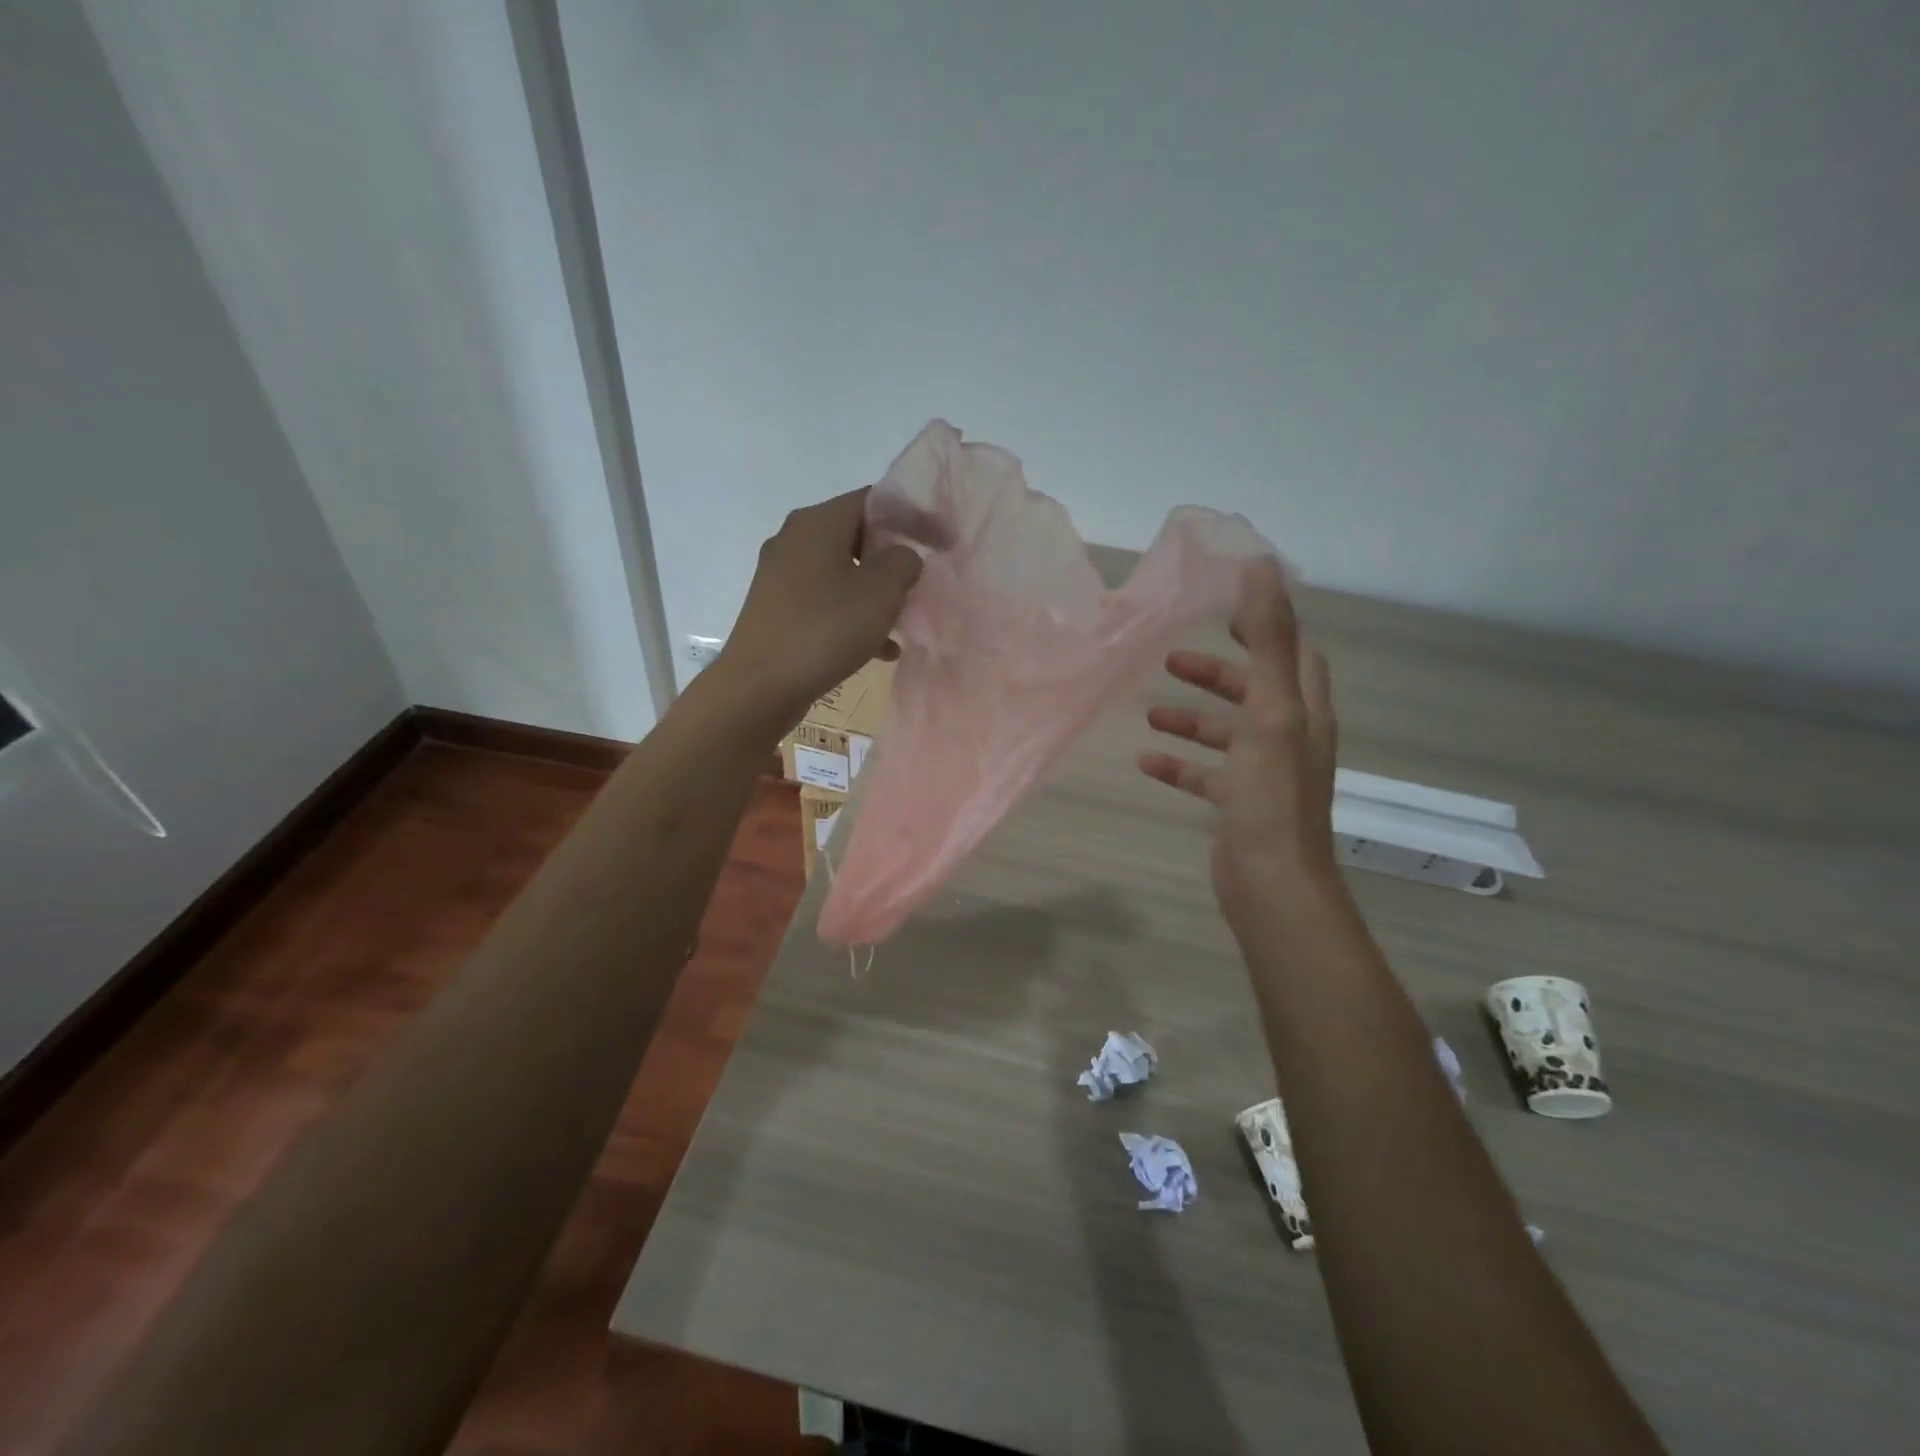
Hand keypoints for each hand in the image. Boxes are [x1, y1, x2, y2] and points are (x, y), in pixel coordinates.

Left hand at [715, 488, 922, 735]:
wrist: (759, 686)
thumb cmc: (825, 629)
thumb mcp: (881, 591)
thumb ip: (903, 561)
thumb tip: (901, 557)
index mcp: (818, 522)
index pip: (874, 499)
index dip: (912, 516)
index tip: (941, 542)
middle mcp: (794, 539)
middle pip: (857, 536)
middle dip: (893, 559)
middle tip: (921, 582)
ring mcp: (781, 576)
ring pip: (843, 574)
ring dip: (876, 594)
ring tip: (904, 622)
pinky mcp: (777, 610)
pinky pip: (826, 603)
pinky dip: (853, 618)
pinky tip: (880, 650)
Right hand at [1138, 558, 1339, 923]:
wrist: (1271, 881)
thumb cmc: (1271, 793)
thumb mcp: (1270, 709)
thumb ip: (1268, 639)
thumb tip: (1263, 566)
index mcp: (1303, 710)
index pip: (1294, 653)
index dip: (1267, 626)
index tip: (1225, 609)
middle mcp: (1289, 737)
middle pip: (1254, 691)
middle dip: (1216, 673)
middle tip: (1172, 658)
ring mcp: (1264, 774)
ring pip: (1226, 733)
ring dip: (1191, 718)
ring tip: (1150, 711)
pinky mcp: (1239, 804)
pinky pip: (1206, 774)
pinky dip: (1179, 764)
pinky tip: (1145, 761)